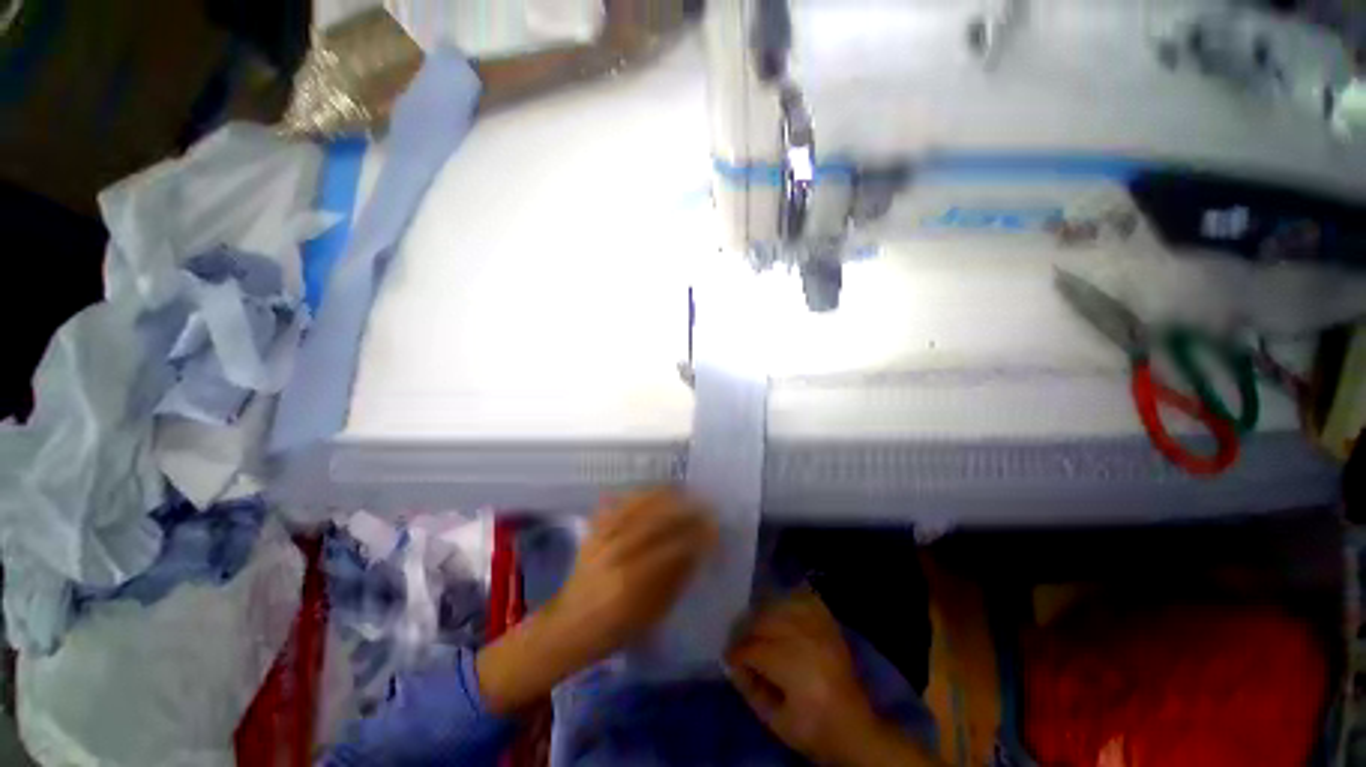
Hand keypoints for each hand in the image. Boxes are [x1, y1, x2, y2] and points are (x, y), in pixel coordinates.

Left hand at [543, 487, 718, 662]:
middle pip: (657, 520)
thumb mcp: (652, 614)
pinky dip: (642, 494)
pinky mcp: (594, 529)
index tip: (715, 527)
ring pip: (639, 505)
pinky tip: (657, 491)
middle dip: (685, 509)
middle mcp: (616, 552)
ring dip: (666, 495)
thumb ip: (676, 578)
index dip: (697, 534)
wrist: (569, 625)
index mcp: (631, 582)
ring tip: (686, 491)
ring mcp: (602, 537)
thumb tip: (698, 549)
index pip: (672, 547)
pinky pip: (621, 503)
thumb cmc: (615, 629)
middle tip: (705, 505)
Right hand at [727, 591, 943, 766]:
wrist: (855, 727)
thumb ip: (751, 691)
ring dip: (764, 614)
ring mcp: (820, 628)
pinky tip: (781, 610)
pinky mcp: (829, 624)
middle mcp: (806, 640)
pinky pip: (804, 599)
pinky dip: (789, 600)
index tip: (728, 657)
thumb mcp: (777, 722)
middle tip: (739, 642)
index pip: (754, 648)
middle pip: (765, 621)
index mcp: (793, 667)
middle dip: (747, 630)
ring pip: (781, 606)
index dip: (737, 652)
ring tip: (757, 628)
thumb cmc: (813, 729)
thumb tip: (732, 665)